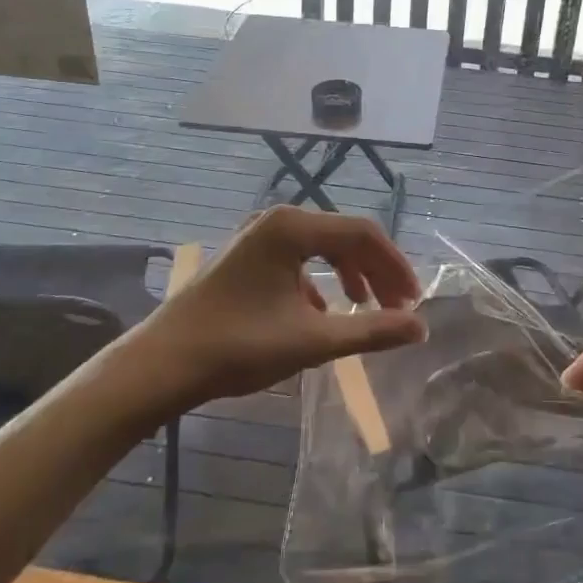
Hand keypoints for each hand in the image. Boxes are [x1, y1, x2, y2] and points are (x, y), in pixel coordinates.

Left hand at [133, 207, 426, 408]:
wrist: (162, 364)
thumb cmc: (238, 346)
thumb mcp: (312, 340)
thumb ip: (371, 331)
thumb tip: (420, 327)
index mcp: (292, 227)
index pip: (363, 233)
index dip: (395, 265)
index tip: (414, 300)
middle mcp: (277, 219)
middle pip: (344, 236)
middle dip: (376, 271)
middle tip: (398, 307)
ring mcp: (258, 235)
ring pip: (322, 246)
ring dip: (351, 274)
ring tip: (367, 308)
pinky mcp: (247, 255)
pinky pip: (298, 258)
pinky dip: (321, 280)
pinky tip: (323, 312)